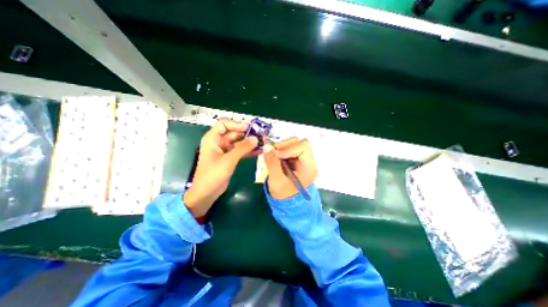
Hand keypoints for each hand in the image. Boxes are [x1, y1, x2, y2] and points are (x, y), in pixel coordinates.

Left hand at [184, 118, 258, 217]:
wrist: (207, 193)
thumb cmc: (212, 175)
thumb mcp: (228, 160)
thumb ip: (242, 148)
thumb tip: (256, 138)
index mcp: (213, 139)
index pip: (224, 124)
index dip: (237, 124)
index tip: (250, 128)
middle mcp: (219, 142)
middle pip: (234, 132)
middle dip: (247, 133)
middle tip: (261, 135)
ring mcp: (225, 150)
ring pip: (239, 142)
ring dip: (249, 142)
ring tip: (262, 142)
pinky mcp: (230, 158)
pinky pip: (240, 151)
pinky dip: (248, 151)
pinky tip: (258, 151)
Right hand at [263, 138, 319, 199]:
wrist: (287, 201)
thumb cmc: (284, 194)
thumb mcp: (276, 181)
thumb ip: (272, 163)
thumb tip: (266, 146)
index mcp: (309, 167)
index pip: (303, 147)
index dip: (289, 148)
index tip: (276, 154)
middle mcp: (309, 161)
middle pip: (299, 142)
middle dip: (284, 146)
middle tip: (273, 153)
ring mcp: (303, 159)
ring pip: (293, 143)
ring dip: (281, 147)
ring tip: (273, 156)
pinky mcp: (296, 158)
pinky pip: (288, 147)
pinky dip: (280, 149)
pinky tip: (275, 157)